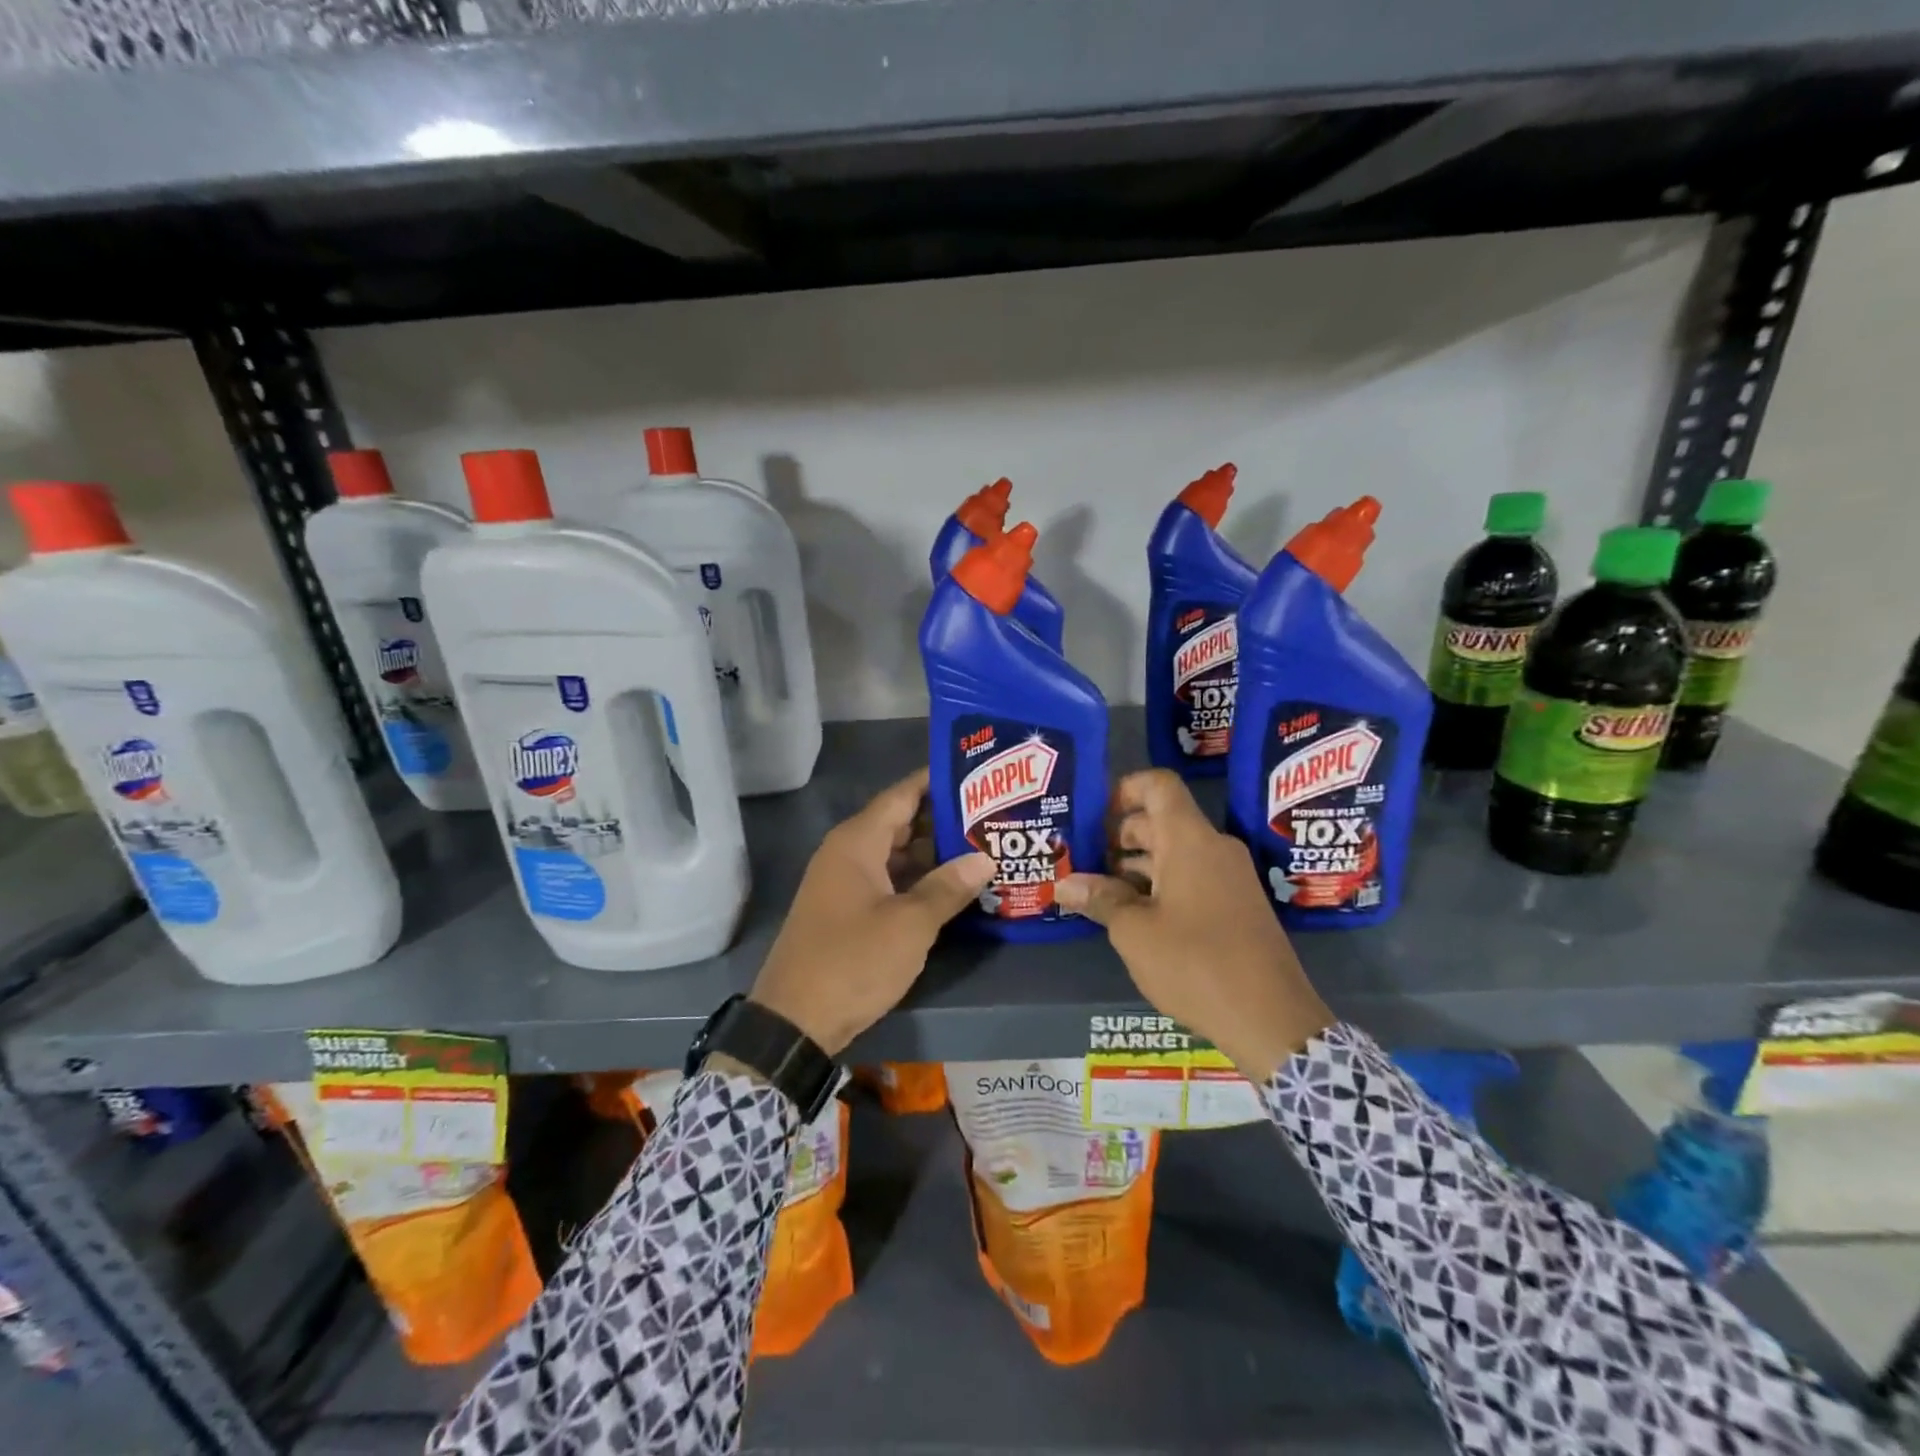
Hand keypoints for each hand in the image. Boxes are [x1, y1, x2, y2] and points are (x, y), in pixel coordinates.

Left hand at [750, 768, 993, 1055]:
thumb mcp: (909, 925)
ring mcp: (847, 882)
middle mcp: (849, 853)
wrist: (794, 1021)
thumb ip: (948, 887)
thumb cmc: (852, 961)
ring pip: (897, 854)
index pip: (903, 794)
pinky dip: (919, 879)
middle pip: (902, 822)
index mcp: (857, 842)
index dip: (938, 781)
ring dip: (935, 852)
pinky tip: (954, 886)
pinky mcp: (849, 910)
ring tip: (983, 845)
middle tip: (993, 813)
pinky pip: (889, 880)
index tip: (978, 773)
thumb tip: (985, 858)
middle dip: (944, 818)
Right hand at [1055, 769, 1332, 1080]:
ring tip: (1096, 891)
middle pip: (1160, 820)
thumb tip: (1064, 885)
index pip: (1157, 785)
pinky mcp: (1236, 905)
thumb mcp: (1135, 932)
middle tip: (1080, 860)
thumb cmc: (1195, 963)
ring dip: (1135, 866)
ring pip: (1174, 852)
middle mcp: (1213, 848)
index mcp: (1189, 840)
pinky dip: (1159, 885)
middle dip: (1118, 836)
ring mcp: (1229, 877)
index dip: (1123, 790)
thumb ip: (1100, 900)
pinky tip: (1131, 915)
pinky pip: (1191, 877)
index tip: (1092, 815)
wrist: (1271, 1019)